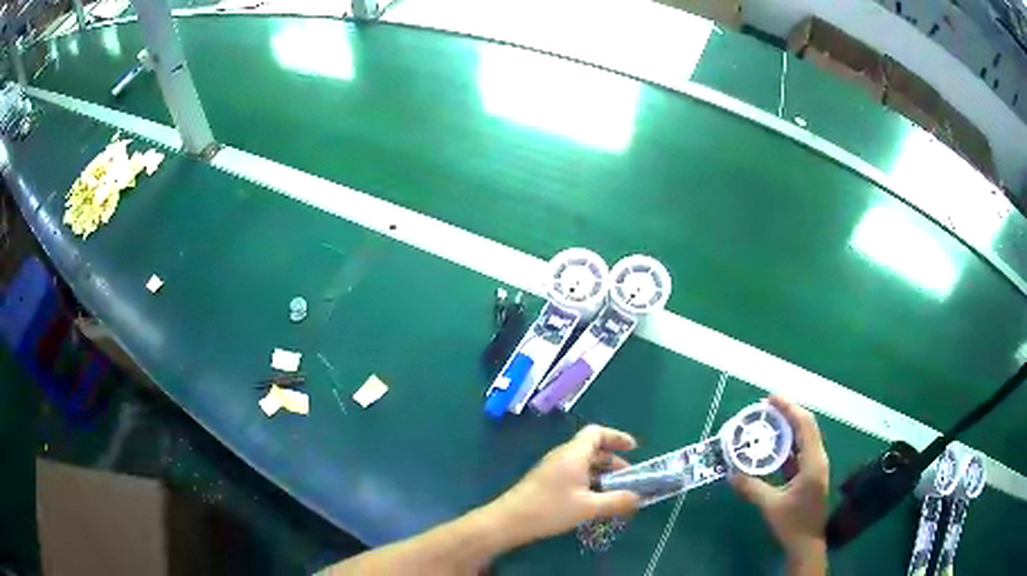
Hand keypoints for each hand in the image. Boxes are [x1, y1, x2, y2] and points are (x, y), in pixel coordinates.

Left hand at [487, 425, 641, 545]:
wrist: (508, 521)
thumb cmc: (549, 509)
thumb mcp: (587, 507)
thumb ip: (616, 501)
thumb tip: (638, 497)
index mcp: (573, 454)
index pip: (596, 432)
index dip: (616, 437)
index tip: (634, 448)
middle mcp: (563, 456)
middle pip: (592, 449)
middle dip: (613, 461)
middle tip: (629, 478)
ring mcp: (552, 469)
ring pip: (583, 463)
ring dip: (602, 473)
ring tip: (616, 491)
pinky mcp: (546, 482)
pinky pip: (574, 474)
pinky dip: (589, 481)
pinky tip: (595, 500)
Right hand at [730, 396, 829, 559]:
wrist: (807, 544)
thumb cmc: (793, 524)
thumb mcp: (771, 506)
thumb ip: (752, 488)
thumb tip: (731, 473)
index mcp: (813, 462)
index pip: (805, 425)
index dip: (789, 408)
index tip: (770, 398)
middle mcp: (818, 459)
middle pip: (807, 426)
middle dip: (788, 413)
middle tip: (765, 407)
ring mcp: (815, 467)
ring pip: (804, 438)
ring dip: (788, 427)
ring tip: (767, 421)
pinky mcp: (810, 475)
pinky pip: (800, 451)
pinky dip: (787, 443)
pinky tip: (772, 445)